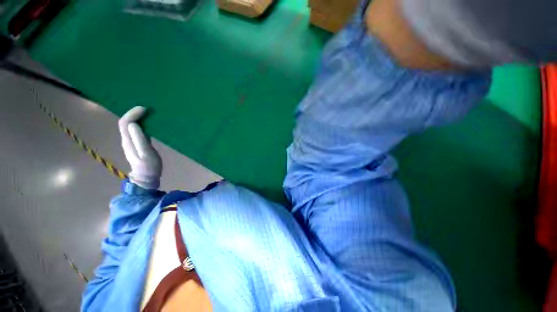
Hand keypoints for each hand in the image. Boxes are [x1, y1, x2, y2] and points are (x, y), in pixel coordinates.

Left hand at [118, 106, 161, 189]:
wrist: (146, 177)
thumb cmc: (148, 166)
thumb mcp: (145, 153)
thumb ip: (139, 139)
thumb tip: (134, 124)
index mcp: (128, 140)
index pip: (125, 123)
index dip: (133, 114)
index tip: (144, 109)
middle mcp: (127, 139)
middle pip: (126, 123)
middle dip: (134, 114)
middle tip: (147, 110)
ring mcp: (131, 142)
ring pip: (130, 126)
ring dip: (138, 118)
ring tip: (149, 114)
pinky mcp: (137, 144)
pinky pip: (136, 131)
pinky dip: (141, 124)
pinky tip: (149, 124)